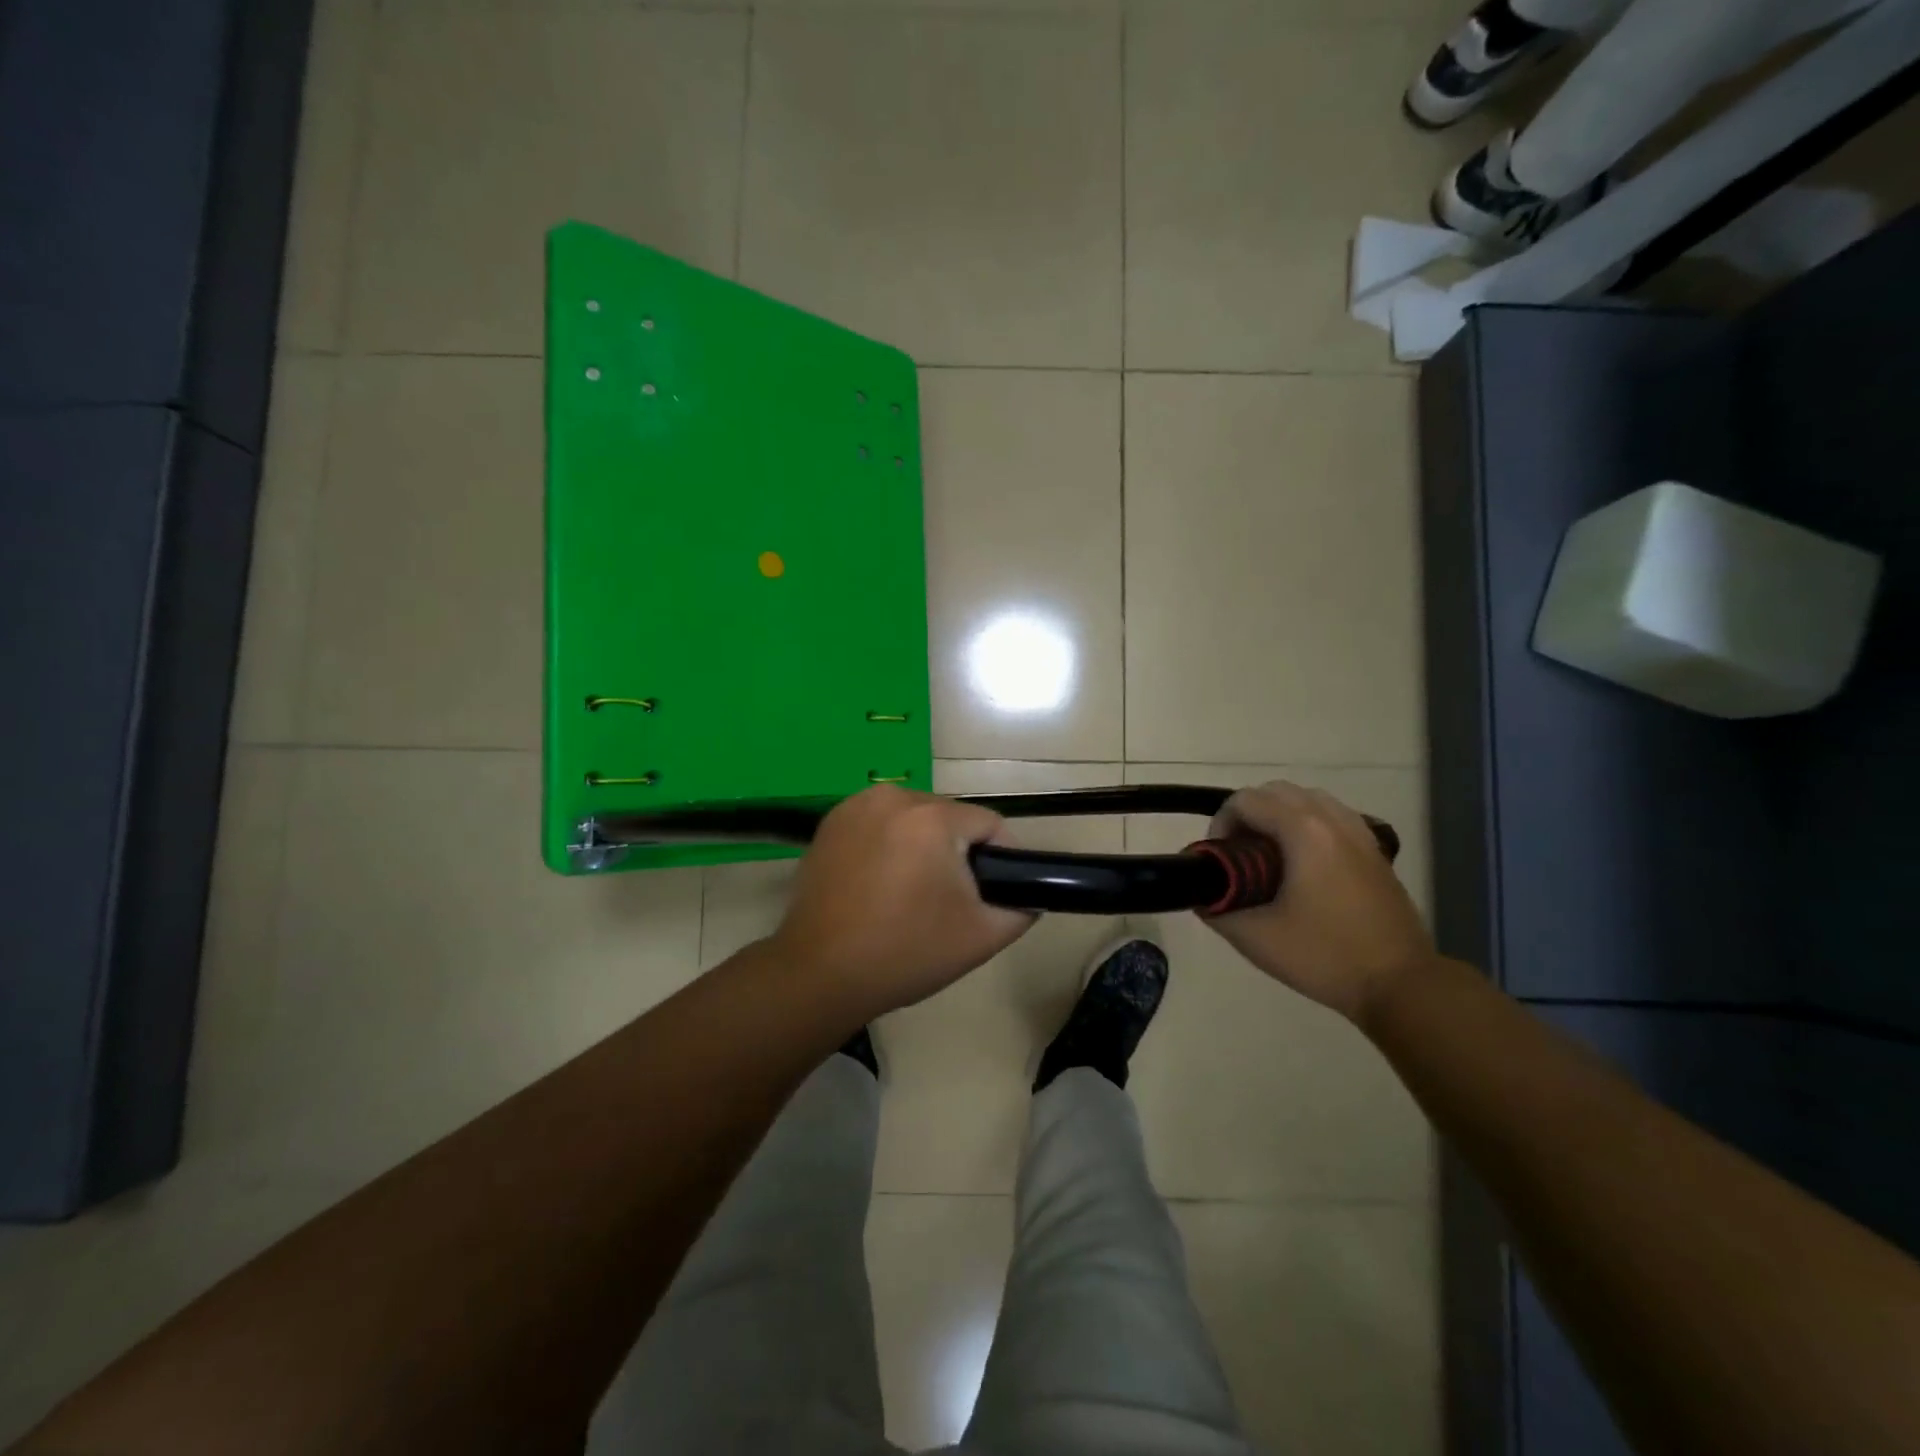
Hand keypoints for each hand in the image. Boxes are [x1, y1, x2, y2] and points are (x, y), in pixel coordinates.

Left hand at [769, 786, 1034, 1019]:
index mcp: (932, 817)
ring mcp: (855, 806)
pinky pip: (879, 825)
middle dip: (958, 852)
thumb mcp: (981, 937)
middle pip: (949, 818)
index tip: (997, 891)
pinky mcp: (829, 823)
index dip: (1003, 856)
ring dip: (922, 846)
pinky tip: (880, 884)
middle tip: (953, 899)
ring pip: (913, 819)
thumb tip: (1029, 895)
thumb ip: (1021, 908)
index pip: (990, 824)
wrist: (819, 973)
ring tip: (914, 893)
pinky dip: (888, 845)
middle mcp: (893, 797)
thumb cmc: (906, 952)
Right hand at [1202, 781, 1434, 1022]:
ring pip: (1309, 799)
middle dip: (1248, 814)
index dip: (1221, 823)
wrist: (1401, 984)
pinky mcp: (1376, 851)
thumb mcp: (1255, 938)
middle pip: (1277, 791)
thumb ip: (1218, 910)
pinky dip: (1308, 824)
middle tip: (1238, 854)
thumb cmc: (1324, 956)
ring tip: (1268, 856)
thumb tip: (1203, 896)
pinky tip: (1303, 863)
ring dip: (1279, 815)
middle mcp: (1334, 820)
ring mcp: (1360, 833)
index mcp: (1304, 831)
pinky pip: (1333, 816)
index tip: (1219, 860)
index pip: (1247, 800)